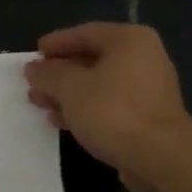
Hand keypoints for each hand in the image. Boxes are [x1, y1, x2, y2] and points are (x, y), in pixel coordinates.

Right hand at [25, 23, 191, 191]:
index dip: (56, 43)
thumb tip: (33, 68)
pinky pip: (109, 105)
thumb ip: (48, 74)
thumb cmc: (113, 112)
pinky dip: (85, 109)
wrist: (159, 158)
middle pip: (92, 59)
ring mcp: (147, 89)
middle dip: (59, 73)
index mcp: (129, 41)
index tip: (33, 56)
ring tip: (41, 104)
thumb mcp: (70, 88)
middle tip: (34, 84)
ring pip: (99, 84)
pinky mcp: (146, 116)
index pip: (85, 33)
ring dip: (68, 94)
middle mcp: (143, 58)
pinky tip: (63, 121)